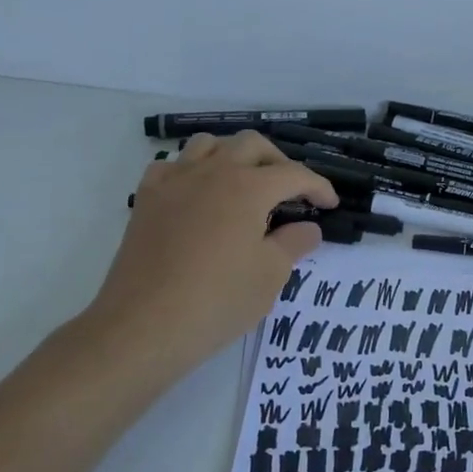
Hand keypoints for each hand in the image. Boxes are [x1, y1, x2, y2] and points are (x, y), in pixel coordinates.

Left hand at [74, 131, 337, 385]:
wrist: (143, 326)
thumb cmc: (217, 300)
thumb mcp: (270, 275)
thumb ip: (295, 242)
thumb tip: (308, 227)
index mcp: (248, 187)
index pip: (294, 174)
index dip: (318, 187)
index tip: (329, 205)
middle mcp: (212, 173)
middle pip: (252, 145)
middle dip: (278, 162)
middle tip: (290, 192)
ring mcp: (175, 182)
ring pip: (209, 145)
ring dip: (234, 156)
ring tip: (244, 184)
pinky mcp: (147, 200)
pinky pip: (172, 166)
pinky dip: (191, 171)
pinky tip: (198, 195)